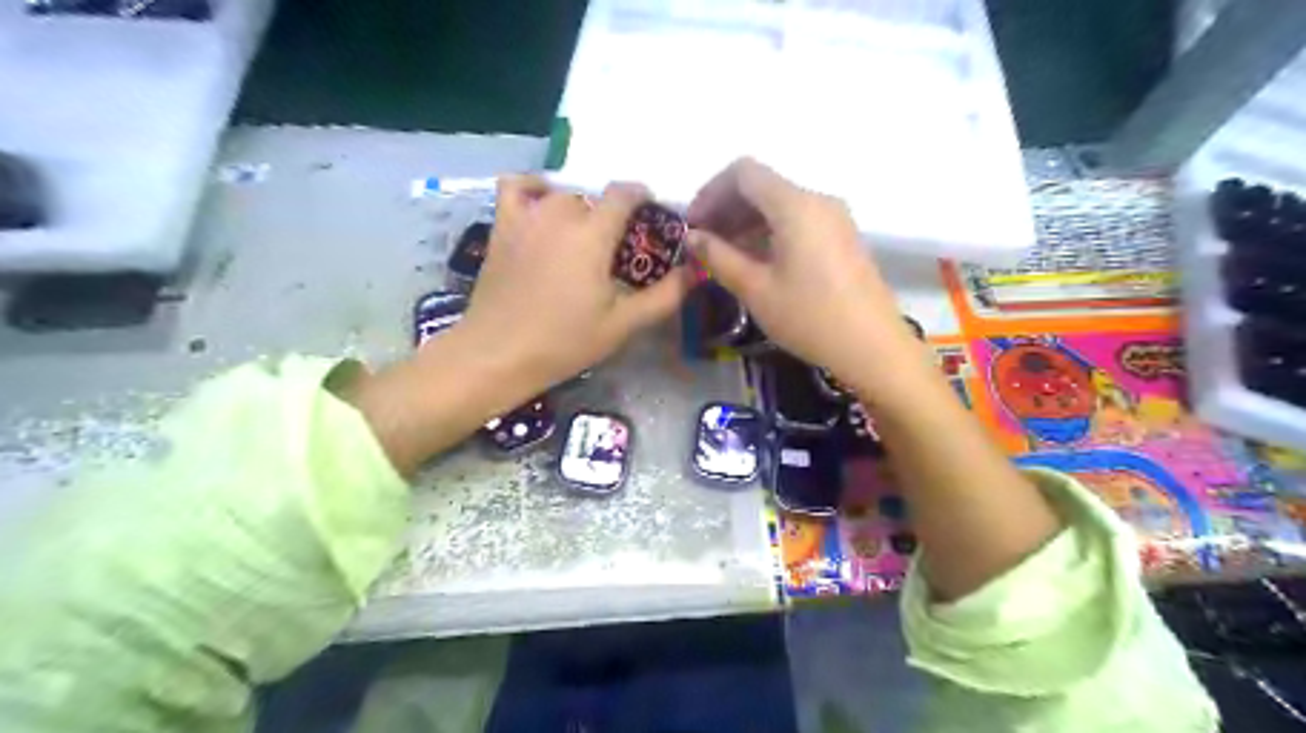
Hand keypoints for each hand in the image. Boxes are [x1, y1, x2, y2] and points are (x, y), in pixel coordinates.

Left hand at [455, 174, 693, 393]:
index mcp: (593, 234)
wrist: (498, 354)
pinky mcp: (502, 226)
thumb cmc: (564, 342)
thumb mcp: (623, 324)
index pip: (625, 193)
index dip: (643, 198)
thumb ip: (664, 295)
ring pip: (562, 193)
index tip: (652, 219)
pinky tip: (543, 206)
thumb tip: (695, 270)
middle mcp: (560, 214)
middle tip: (618, 250)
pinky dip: (534, 188)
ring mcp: (526, 217)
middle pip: (595, 197)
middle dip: (613, 216)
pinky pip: (517, 187)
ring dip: (579, 208)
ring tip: (584, 238)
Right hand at [685, 159, 914, 391]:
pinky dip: (769, 232)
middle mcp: (817, 200)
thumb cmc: (810, 318)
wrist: (873, 347)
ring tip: (723, 256)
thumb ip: (718, 257)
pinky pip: (797, 221)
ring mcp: (834, 218)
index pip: (744, 172)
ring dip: (746, 222)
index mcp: (796, 205)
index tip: (693, 225)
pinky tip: (754, 262)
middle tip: (703, 243)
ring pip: (779, 205)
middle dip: (726, 208)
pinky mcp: (841, 237)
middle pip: (762, 186)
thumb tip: (692, 237)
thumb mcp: (756, 290)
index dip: (711, 192)